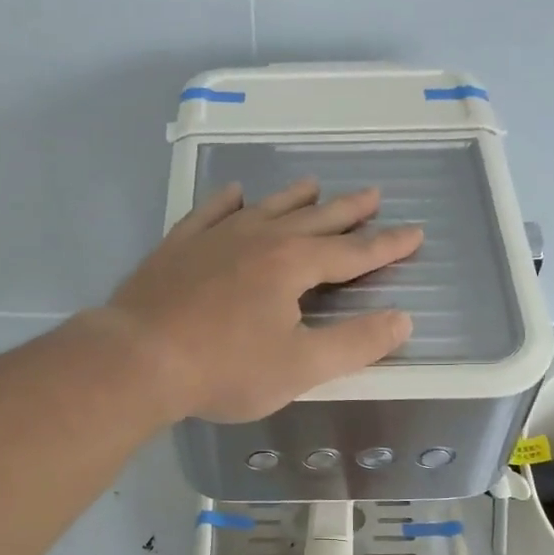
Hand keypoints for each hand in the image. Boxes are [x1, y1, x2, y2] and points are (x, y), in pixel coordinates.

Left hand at [106, 179, 423, 423]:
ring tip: (314, 186)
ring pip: (265, 208)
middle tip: (373, 194)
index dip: (386, 246)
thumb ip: (355, 344)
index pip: (352, 253)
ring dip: (294, 199)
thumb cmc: (225, 369)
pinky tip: (234, 194)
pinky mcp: (178, 247)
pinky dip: (227, 202)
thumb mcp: (301, 367)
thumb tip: (402, 319)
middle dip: (347, 211)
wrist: (139, 358)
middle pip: (313, 220)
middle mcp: (258, 239)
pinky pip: (209, 213)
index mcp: (293, 265)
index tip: (414, 233)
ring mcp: (215, 238)